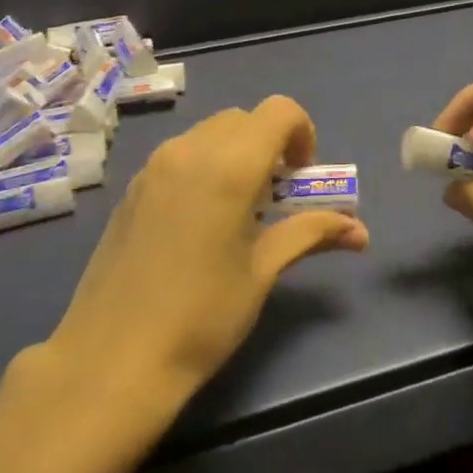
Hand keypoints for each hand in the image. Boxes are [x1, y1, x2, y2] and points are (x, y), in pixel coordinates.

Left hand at [49, 97, 367, 412]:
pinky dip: (205, 166)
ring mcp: (154, 167)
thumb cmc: (201, 317)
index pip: (279, 111)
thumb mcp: (263, 272)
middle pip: (245, 119)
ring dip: (237, 153)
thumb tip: (360, 231)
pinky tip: (200, 222)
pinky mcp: (132, 188)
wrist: (111, 361)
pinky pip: (181, 155)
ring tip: (240, 211)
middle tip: (277, 198)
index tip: (302, 179)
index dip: (303, 133)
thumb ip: (310, 234)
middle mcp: (189, 150)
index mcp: (228, 166)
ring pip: (210, 133)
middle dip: (271, 145)